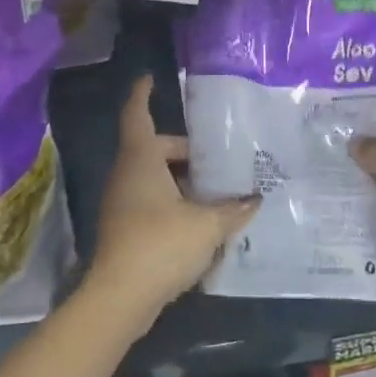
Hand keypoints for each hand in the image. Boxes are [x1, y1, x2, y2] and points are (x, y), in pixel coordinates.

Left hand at [87, 76, 257, 322]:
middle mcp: (127, 175)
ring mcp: (122, 203)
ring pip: (154, 177)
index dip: (142, 94)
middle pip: (154, 148)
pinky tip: (202, 220)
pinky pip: (151, 201)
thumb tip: (255, 199)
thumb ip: (233, 209)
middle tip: (218, 158)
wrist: (120, 298)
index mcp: (141, 160)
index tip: (150, 78)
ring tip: (218, 190)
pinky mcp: (125, 228)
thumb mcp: (207, 225)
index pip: (137, 114)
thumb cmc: (161, 245)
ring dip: (182, 180)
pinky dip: (174, 202)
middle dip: (185, 150)